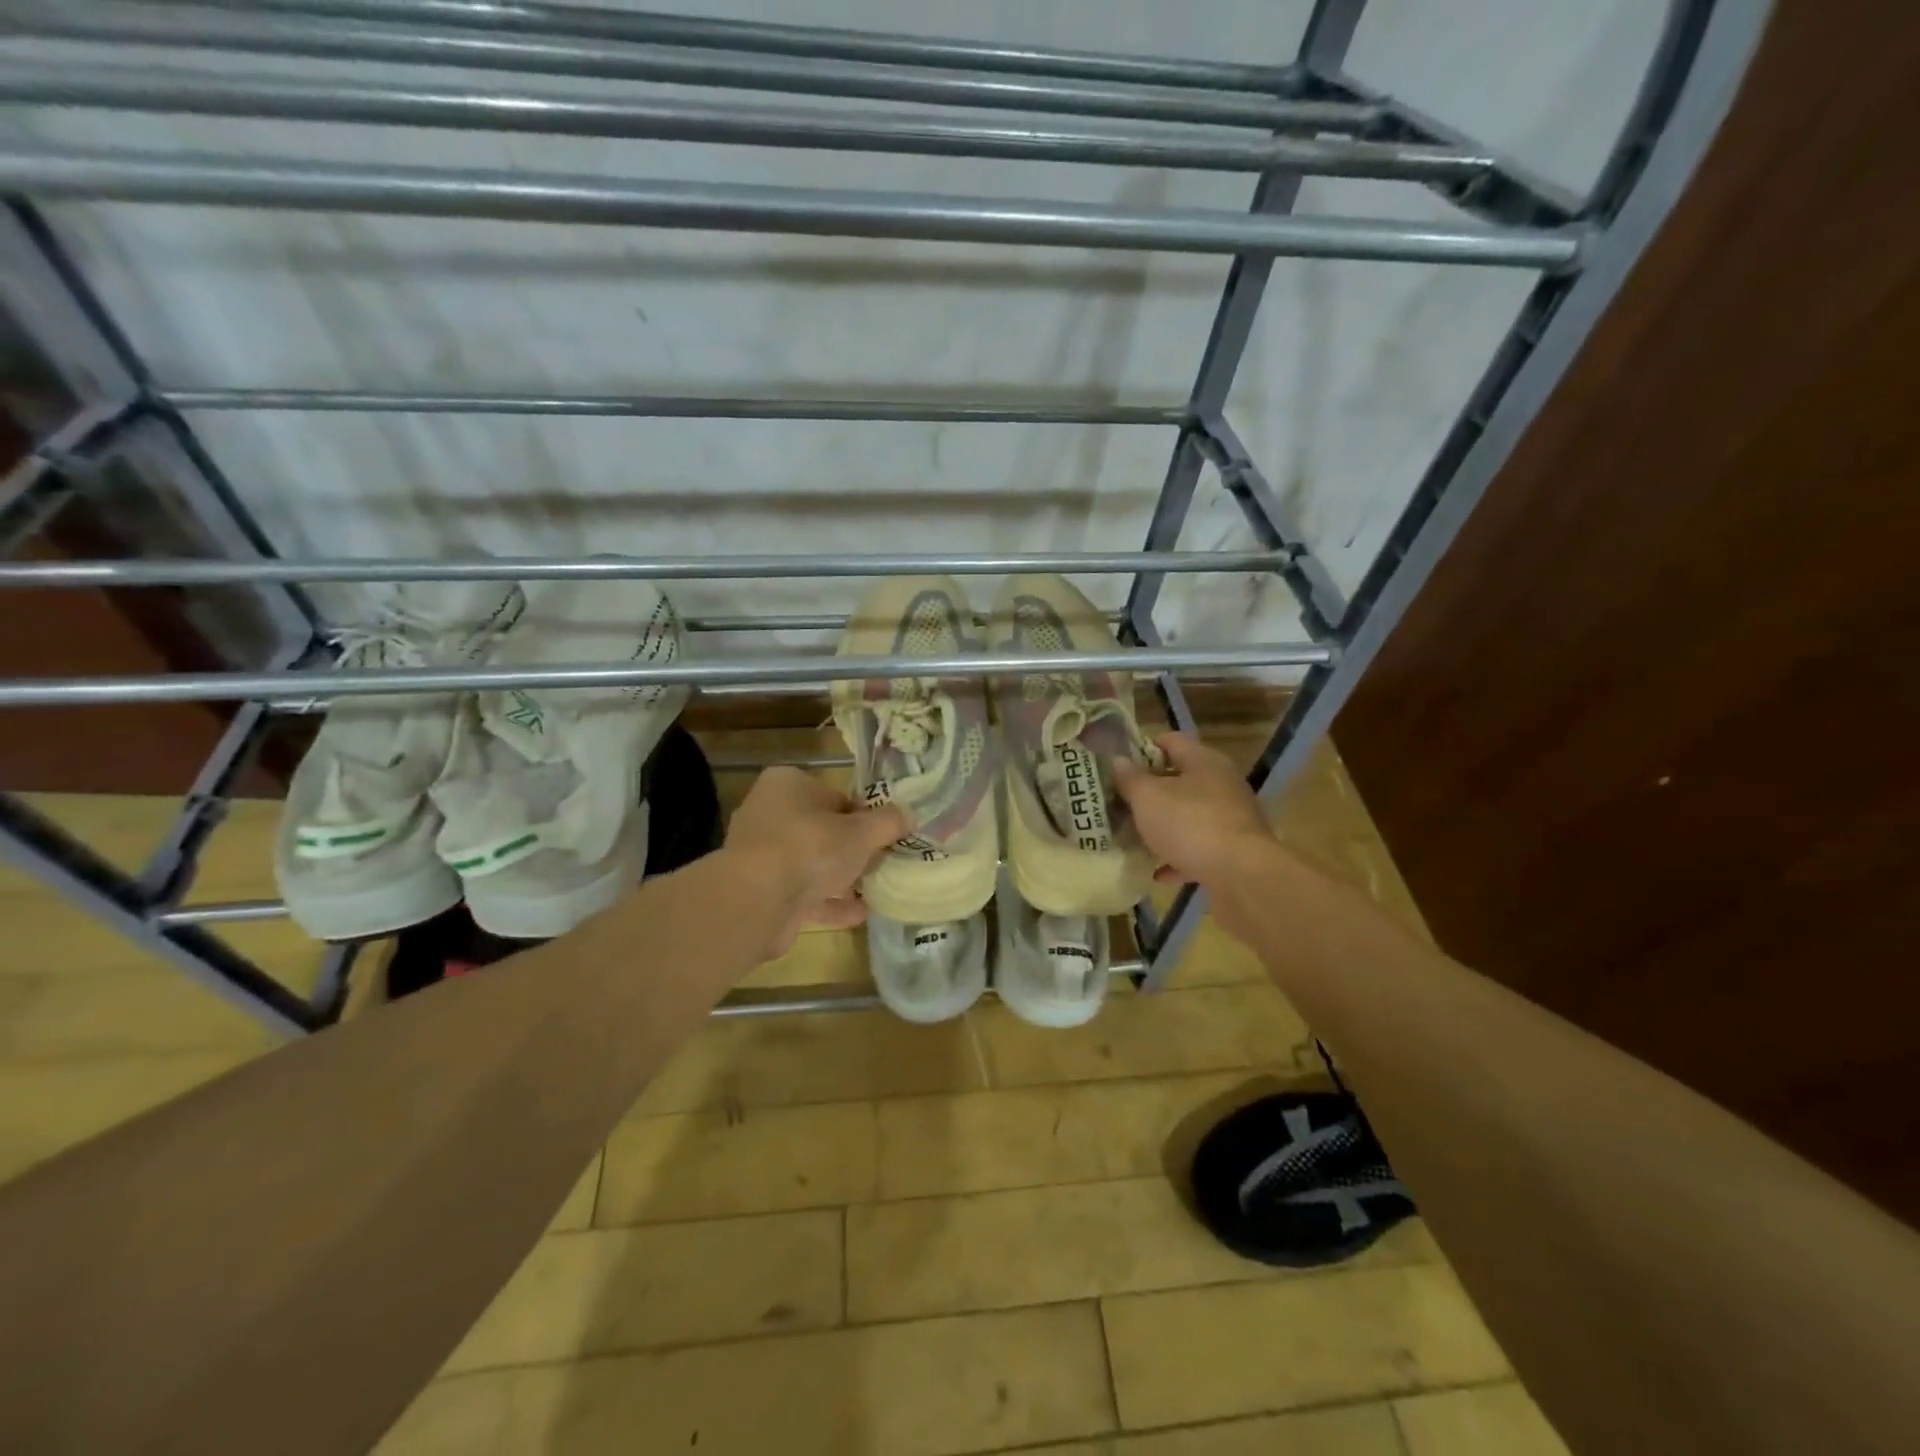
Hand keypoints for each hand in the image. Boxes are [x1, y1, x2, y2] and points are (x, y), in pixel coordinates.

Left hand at [723, 766, 908, 957]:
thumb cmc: (810, 847)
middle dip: (851, 849)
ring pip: (811, 863)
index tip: (884, 835)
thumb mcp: (861, 832)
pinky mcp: (760, 891)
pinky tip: (858, 915)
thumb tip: (909, 815)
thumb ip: (887, 822)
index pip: (834, 796)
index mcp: (787, 785)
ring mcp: (761, 855)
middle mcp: (768, 813)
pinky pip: (802, 893)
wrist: (757, 900)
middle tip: (882, 862)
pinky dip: (828, 903)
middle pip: (821, 830)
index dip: (862, 816)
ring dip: (841, 878)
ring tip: (876, 890)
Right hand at [1111, 732, 1277, 889]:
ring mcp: (1231, 819)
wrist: (1241, 876)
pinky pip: (1199, 849)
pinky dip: (1178, 858)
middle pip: (1180, 779)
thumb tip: (1117, 761)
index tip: (1119, 765)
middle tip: (1120, 801)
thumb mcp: (1147, 797)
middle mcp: (1222, 784)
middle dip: (1150, 791)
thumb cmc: (1190, 824)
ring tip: (1134, 836)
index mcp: (1204, 761)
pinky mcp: (1234, 851)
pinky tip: (1157, 873)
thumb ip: (1129, 778)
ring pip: (1189, 816)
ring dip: (1163, 825)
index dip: (1143, 748)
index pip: (1171, 741)